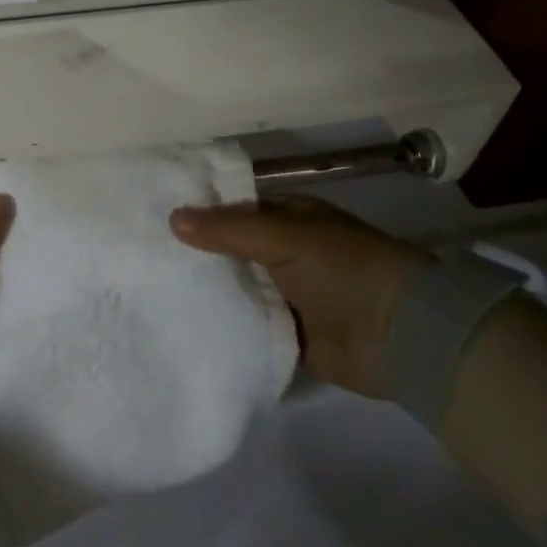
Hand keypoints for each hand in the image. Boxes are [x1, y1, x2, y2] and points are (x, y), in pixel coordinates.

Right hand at [170, 194, 431, 397]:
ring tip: (153, 294)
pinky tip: (184, 328)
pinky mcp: (288, 334)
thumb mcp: (284, 238)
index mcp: (290, 219)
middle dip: (197, 256)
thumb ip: (228, 230)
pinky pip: (248, 327)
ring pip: (238, 290)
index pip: (235, 210)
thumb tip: (172, 217)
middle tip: (144, 260)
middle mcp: (287, 253)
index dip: (200, 213)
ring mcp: (288, 295)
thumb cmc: (344, 269)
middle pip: (232, 252)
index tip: (154, 218)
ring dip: (208, 293)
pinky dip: (225, 327)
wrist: (402, 336)